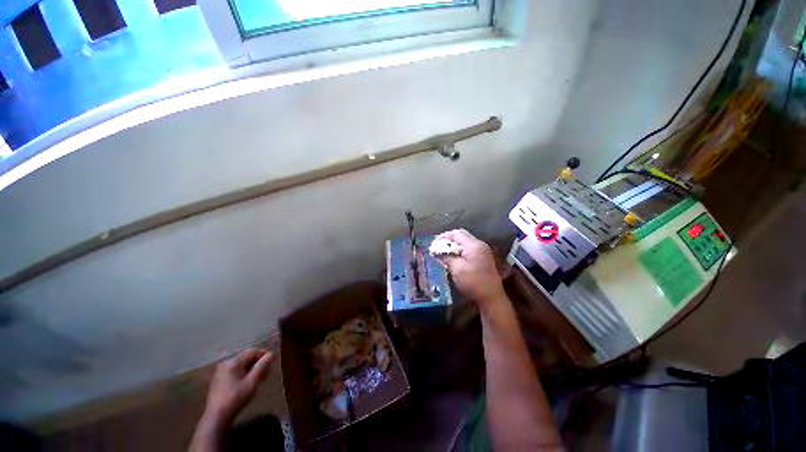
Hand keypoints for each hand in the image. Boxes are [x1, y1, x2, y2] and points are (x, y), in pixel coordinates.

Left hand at [203, 348, 273, 424]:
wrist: (217, 416)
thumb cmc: (236, 398)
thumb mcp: (252, 382)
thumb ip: (262, 366)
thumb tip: (271, 354)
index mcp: (234, 362)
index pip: (252, 351)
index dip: (264, 353)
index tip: (272, 360)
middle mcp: (226, 363)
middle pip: (246, 357)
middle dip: (258, 362)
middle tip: (267, 371)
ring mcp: (221, 371)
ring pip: (241, 364)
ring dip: (252, 367)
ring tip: (260, 377)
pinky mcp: (219, 378)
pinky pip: (235, 370)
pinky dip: (244, 372)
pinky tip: (249, 381)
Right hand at [435, 229, 505, 306]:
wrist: (491, 298)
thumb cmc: (473, 283)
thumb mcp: (457, 269)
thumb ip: (446, 256)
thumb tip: (436, 250)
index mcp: (473, 245)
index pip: (456, 234)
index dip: (443, 237)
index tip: (433, 245)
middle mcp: (479, 245)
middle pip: (461, 236)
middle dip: (447, 240)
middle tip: (437, 248)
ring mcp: (483, 252)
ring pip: (464, 243)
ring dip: (453, 246)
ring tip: (443, 253)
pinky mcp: (483, 259)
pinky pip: (468, 249)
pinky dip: (459, 251)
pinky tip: (453, 259)